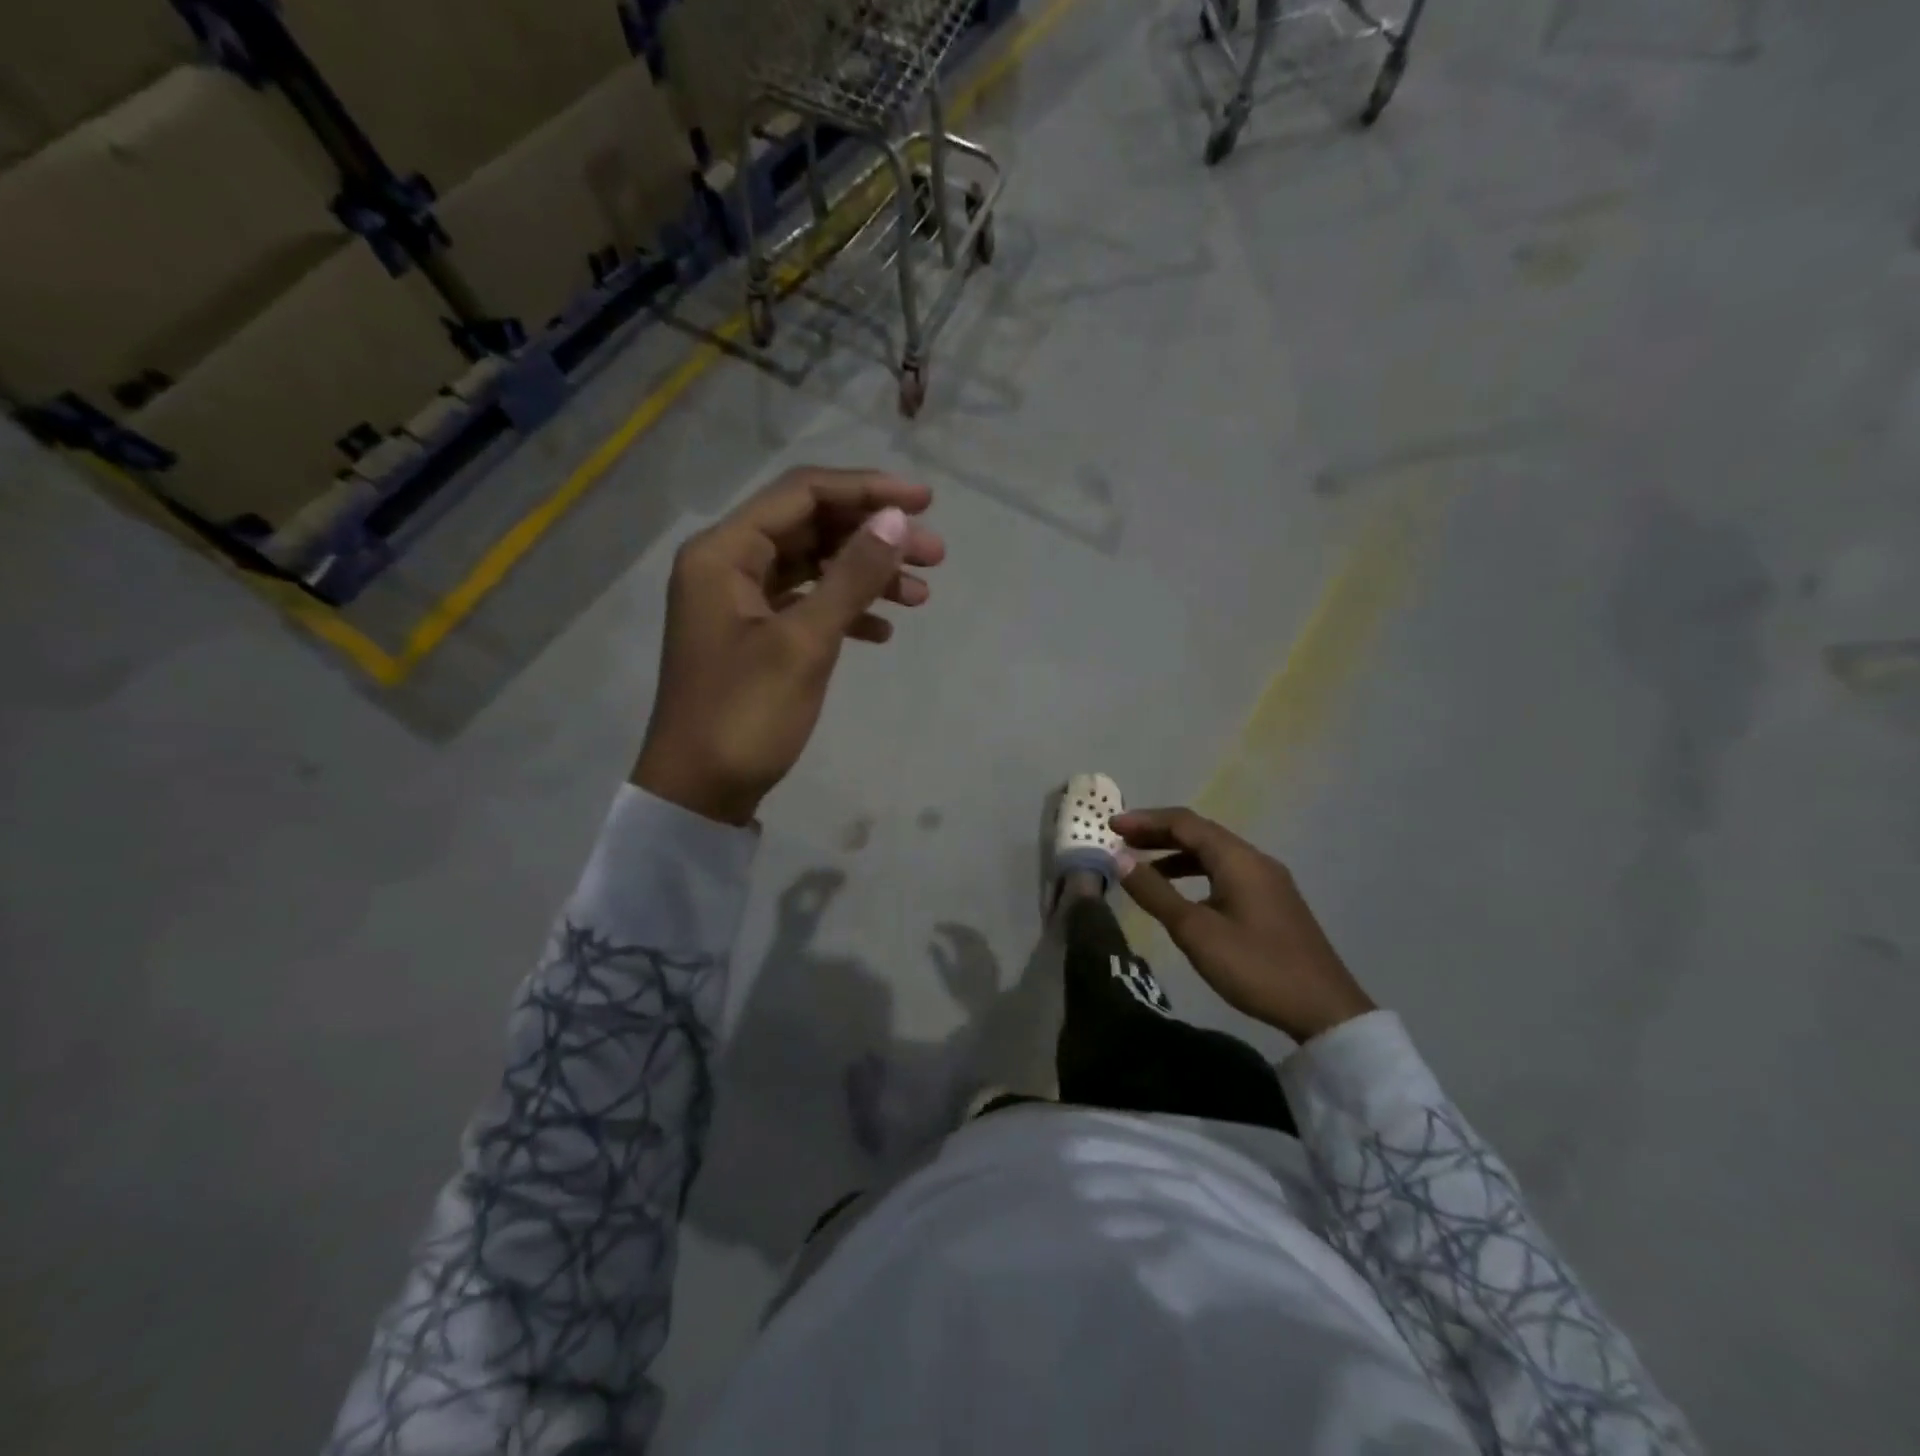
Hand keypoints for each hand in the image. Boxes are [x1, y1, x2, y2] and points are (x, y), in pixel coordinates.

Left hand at [632, 467, 944, 824]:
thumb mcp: (805, 643)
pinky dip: (844, 611)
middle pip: (811, 528)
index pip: (803, 494)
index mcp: (724, 552)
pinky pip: (805, 605)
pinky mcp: (754, 637)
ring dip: (866, 577)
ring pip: (813, 568)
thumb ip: (851, 577)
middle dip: (874, 537)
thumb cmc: (745, 715)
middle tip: (935, 557)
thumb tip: (895, 520)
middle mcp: (727, 565)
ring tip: (921, 597)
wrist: (699, 792)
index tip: (925, 503)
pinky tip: (883, 632)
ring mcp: (739, 603)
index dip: (867, 491)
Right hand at [1113, 808, 1374, 1043]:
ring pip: (1213, 854)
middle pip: (1200, 833)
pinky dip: (1195, 873)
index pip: (1184, 823)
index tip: (1110, 826)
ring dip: (1175, 854)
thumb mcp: (1196, 931)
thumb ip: (1155, 892)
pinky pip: (1226, 872)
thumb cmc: (1255, 966)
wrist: (1324, 1009)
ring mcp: (1268, 881)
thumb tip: (1120, 859)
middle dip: (1158, 834)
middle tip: (1121, 842)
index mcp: (1237, 859)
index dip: (1145, 820)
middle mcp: (1254, 860)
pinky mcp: (1272, 902)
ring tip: (1142, 868)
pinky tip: (1180, 896)